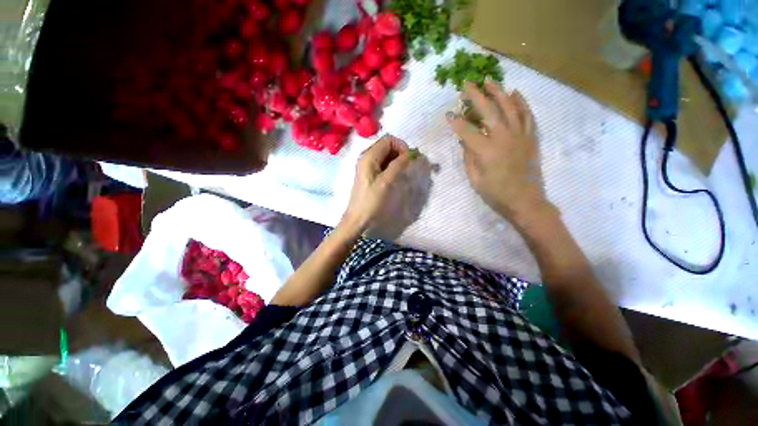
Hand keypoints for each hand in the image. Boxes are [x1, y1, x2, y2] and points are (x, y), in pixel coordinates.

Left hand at [341, 135, 412, 234]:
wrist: (358, 218)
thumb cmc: (371, 201)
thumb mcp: (386, 182)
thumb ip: (398, 165)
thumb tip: (411, 154)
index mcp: (369, 156)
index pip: (389, 140)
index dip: (402, 146)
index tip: (409, 160)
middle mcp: (367, 157)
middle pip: (387, 146)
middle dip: (400, 153)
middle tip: (408, 166)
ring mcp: (367, 166)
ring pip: (386, 155)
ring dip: (397, 160)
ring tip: (404, 172)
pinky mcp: (369, 174)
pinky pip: (383, 164)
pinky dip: (392, 166)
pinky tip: (396, 177)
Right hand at [447, 80, 547, 221]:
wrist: (525, 201)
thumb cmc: (495, 193)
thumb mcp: (475, 178)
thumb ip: (468, 156)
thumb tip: (464, 139)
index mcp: (486, 150)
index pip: (467, 131)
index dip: (455, 122)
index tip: (448, 114)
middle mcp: (504, 137)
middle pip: (488, 111)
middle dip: (475, 96)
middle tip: (466, 85)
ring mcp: (520, 135)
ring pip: (510, 107)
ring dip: (498, 92)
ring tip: (489, 81)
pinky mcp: (531, 137)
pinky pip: (527, 115)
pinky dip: (521, 102)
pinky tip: (515, 93)